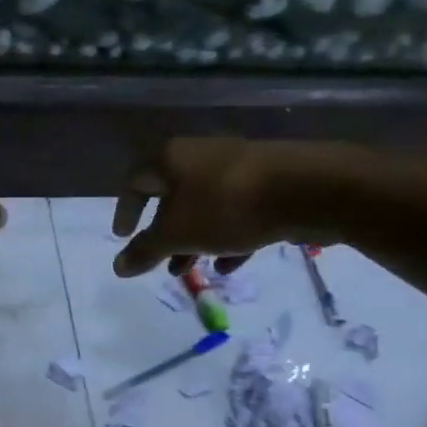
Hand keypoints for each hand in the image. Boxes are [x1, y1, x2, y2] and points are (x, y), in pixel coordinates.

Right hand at [111, 138, 370, 276]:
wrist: (309, 189)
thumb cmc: (226, 207)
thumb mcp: (177, 235)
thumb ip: (145, 251)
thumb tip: (118, 267)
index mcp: (171, 158)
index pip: (134, 181)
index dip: (125, 211)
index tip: (123, 237)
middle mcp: (200, 156)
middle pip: (171, 196)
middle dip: (164, 234)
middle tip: (160, 261)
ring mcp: (236, 168)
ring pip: (205, 207)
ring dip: (194, 240)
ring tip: (191, 270)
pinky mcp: (267, 183)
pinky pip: (236, 212)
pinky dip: (227, 237)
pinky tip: (230, 265)